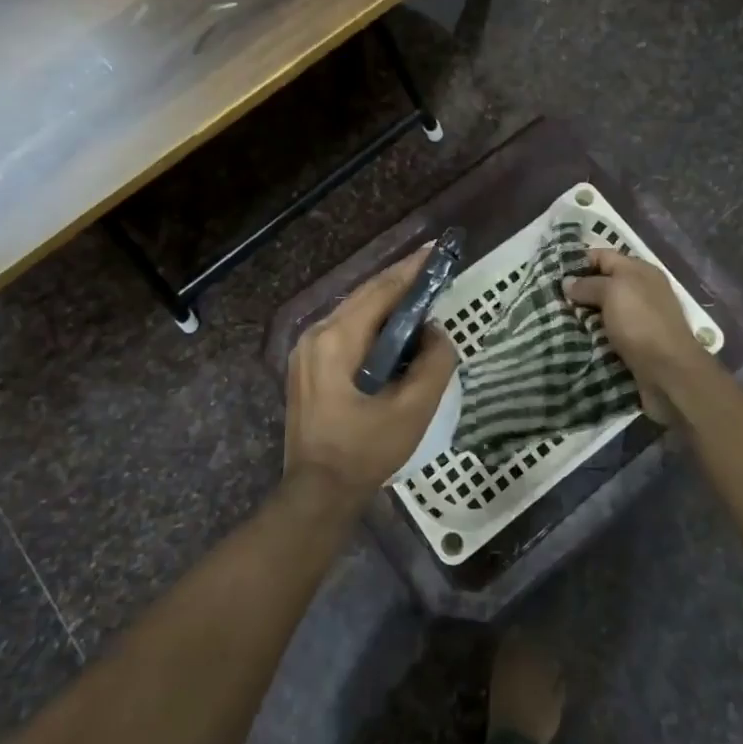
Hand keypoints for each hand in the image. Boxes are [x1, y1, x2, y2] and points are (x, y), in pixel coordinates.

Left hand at [284, 245, 458, 512]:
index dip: (411, 270)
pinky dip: (372, 321)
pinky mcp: (307, 364)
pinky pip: (345, 329)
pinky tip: (393, 326)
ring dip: (386, 300)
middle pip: (365, 296)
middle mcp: (316, 334)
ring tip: (419, 291)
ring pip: (354, 311)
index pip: (381, 292)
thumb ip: (434, 363)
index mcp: (338, 339)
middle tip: (433, 266)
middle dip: (400, 280)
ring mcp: (306, 349)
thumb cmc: (366, 451)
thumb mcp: (412, 410)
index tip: (436, 251)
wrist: (317, 492)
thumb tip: (435, 332)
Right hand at [563, 250, 702, 422]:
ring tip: (555, 318)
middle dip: (578, 290)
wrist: (669, 372)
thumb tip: (568, 283)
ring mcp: (640, 318)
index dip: (577, 262)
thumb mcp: (612, 292)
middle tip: (549, 297)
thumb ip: (588, 284)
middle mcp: (641, 290)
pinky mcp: (636, 343)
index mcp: (639, 270)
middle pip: (603, 283)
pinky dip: (592, 334)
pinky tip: (573, 337)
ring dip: (583, 315)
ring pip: (603, 310)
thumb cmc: (640, 322)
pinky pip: (608, 332)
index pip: (602, 256)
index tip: (551, 272)